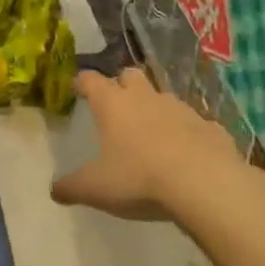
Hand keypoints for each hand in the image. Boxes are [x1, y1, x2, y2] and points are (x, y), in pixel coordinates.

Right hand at [50, 68, 239, 221]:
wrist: (206, 184)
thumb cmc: (140, 178)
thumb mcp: (96, 188)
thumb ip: (72, 187)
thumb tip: (54, 190)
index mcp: (113, 104)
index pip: (91, 80)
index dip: (82, 82)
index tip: (77, 88)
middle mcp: (145, 97)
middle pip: (130, 75)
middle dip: (122, 84)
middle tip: (117, 105)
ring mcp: (181, 109)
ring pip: (163, 97)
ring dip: (155, 109)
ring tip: (152, 134)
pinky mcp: (210, 127)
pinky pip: (195, 124)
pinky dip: (187, 133)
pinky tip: (187, 154)